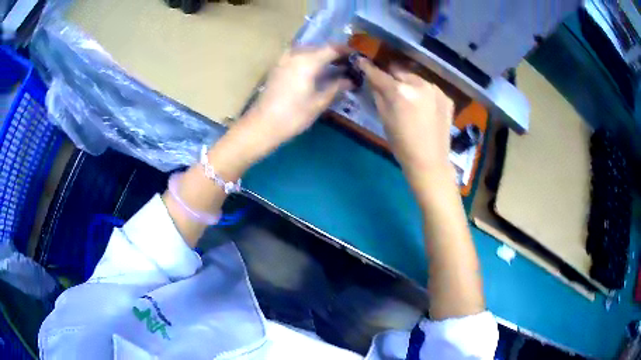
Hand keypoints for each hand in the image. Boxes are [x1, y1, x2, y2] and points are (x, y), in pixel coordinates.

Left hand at [241, 46, 351, 151]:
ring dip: (322, 56)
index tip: (358, 57)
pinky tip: (316, 71)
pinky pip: (298, 56)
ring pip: (308, 51)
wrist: (262, 125)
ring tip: (334, 68)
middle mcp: (295, 54)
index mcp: (308, 60)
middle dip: (335, 54)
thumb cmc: (293, 115)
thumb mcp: (319, 102)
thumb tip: (351, 80)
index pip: (332, 48)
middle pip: (320, 47)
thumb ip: (336, 87)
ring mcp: (284, 59)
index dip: (346, 51)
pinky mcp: (278, 66)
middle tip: (348, 65)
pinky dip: (310, 60)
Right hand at [358, 58, 454, 179]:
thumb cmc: (401, 144)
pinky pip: (429, 89)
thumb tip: (373, 80)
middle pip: (399, 72)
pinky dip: (423, 94)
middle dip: (392, 77)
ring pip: (416, 79)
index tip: (361, 60)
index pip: (379, 74)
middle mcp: (419, 84)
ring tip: (409, 100)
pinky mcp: (446, 97)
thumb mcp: (384, 119)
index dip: (367, 67)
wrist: (430, 162)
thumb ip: (378, 94)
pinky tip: (424, 108)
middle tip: (389, 88)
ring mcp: (436, 90)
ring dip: (409, 84)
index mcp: (399, 91)